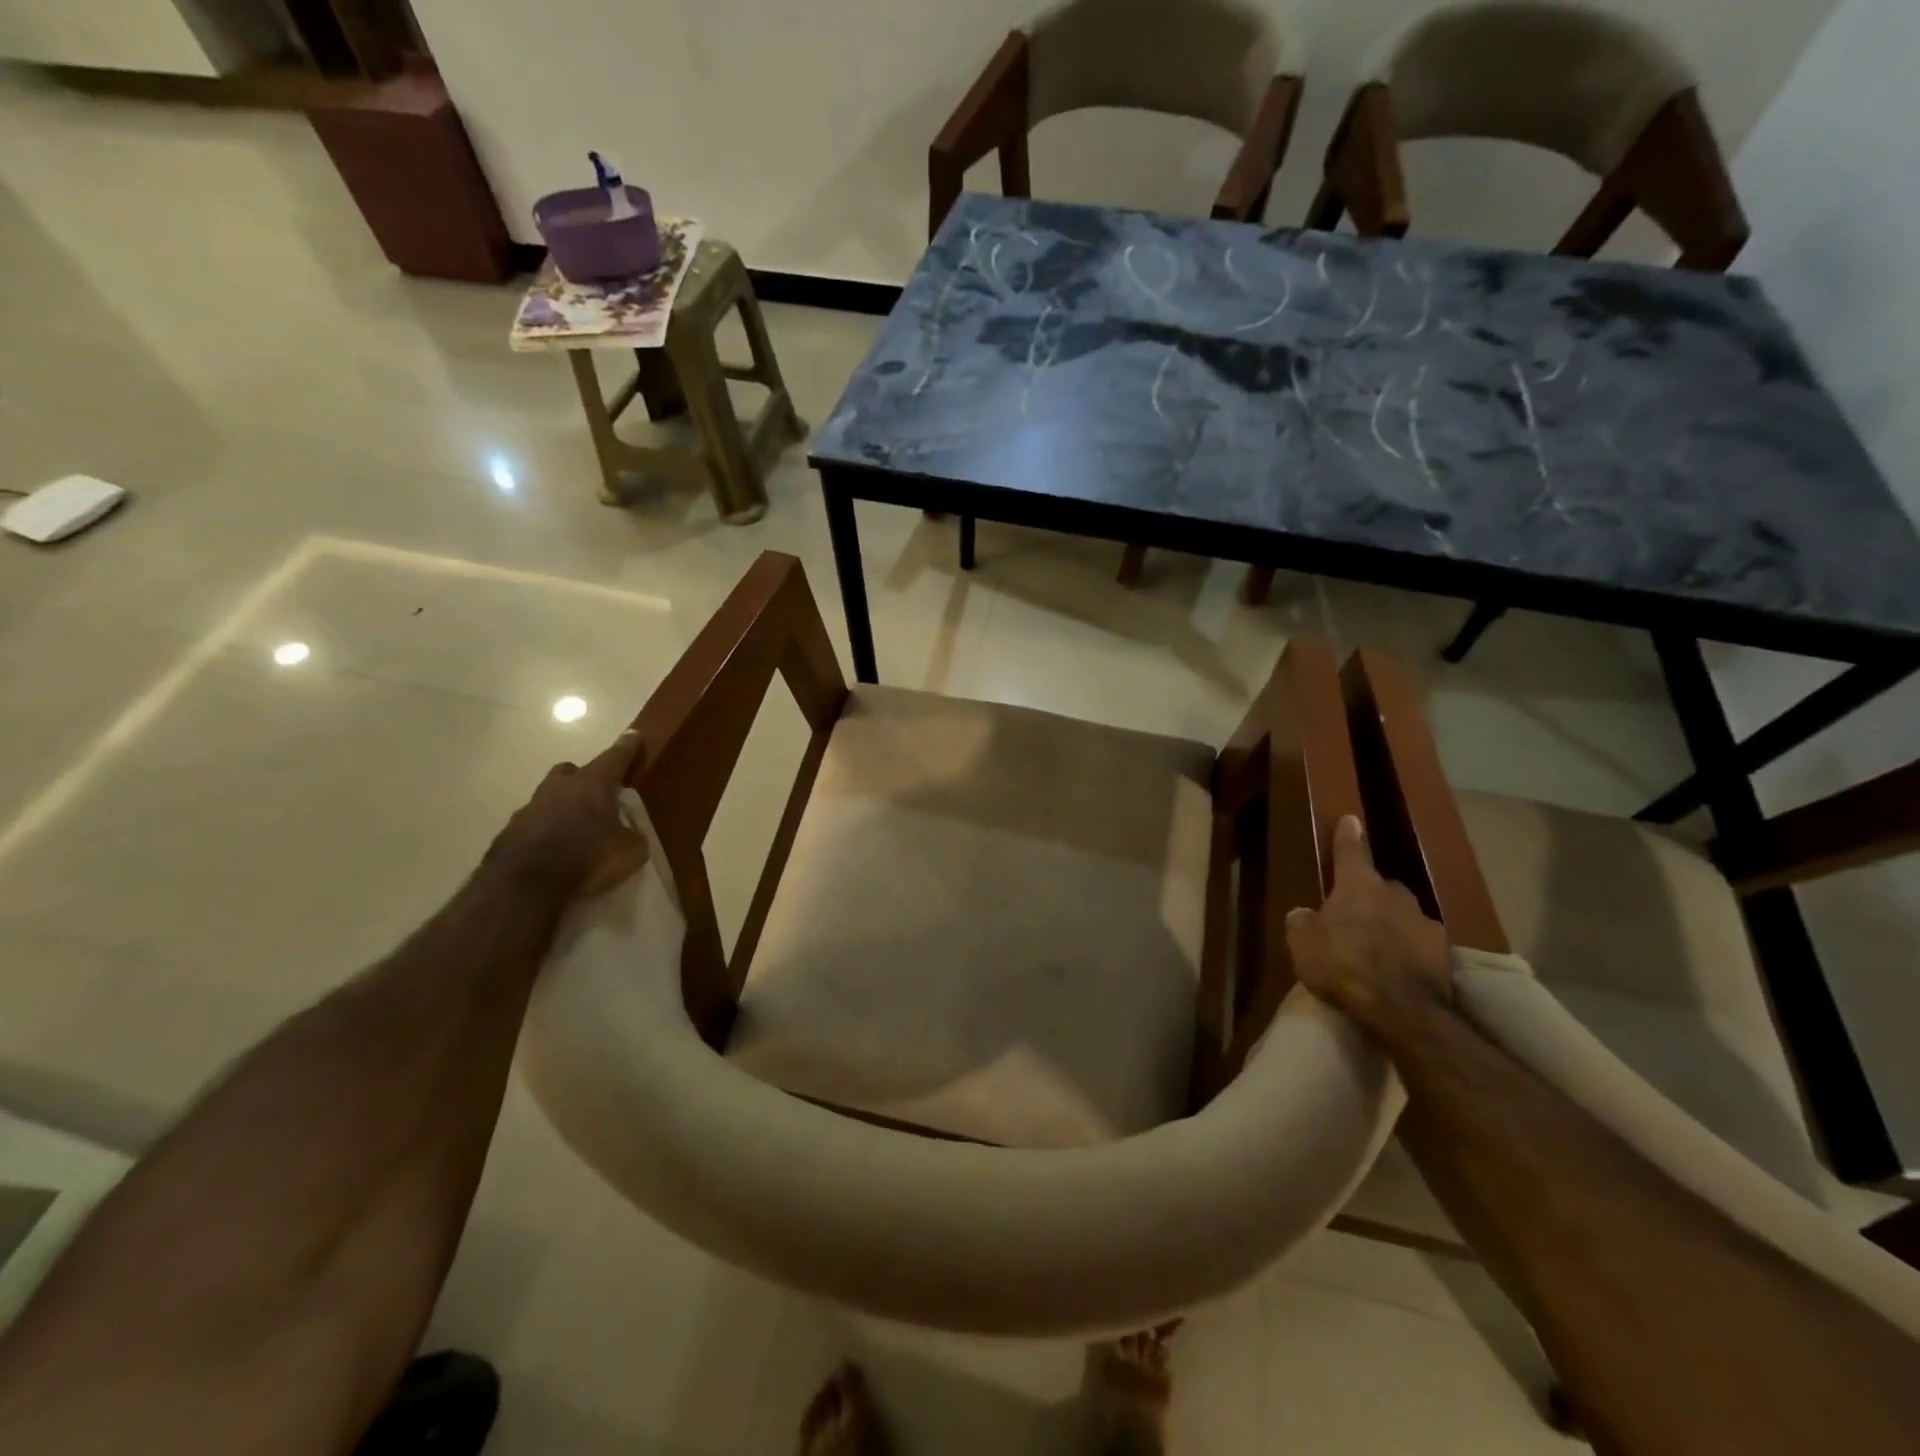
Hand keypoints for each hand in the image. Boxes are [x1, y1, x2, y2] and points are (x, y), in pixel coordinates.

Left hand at [486, 730, 648, 899]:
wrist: (524, 885)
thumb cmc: (586, 858)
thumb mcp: (629, 852)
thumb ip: (633, 836)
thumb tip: (629, 834)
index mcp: (593, 785)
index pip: (615, 757)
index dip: (627, 747)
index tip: (633, 735)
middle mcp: (560, 788)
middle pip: (572, 770)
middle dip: (584, 776)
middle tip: (596, 792)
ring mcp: (531, 807)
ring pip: (550, 796)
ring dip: (562, 805)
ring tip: (575, 827)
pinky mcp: (511, 831)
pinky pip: (535, 822)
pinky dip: (546, 829)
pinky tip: (554, 848)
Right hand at [1286, 815, 1452, 1026]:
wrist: (1401, 1009)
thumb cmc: (1343, 964)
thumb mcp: (1302, 943)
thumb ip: (1302, 922)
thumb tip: (1304, 914)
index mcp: (1358, 885)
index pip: (1350, 852)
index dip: (1347, 836)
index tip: (1351, 819)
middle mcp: (1395, 894)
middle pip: (1380, 887)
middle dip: (1370, 896)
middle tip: (1355, 917)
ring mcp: (1424, 921)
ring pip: (1403, 914)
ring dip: (1392, 924)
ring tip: (1379, 947)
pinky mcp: (1445, 952)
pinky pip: (1421, 942)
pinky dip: (1411, 949)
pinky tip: (1402, 968)